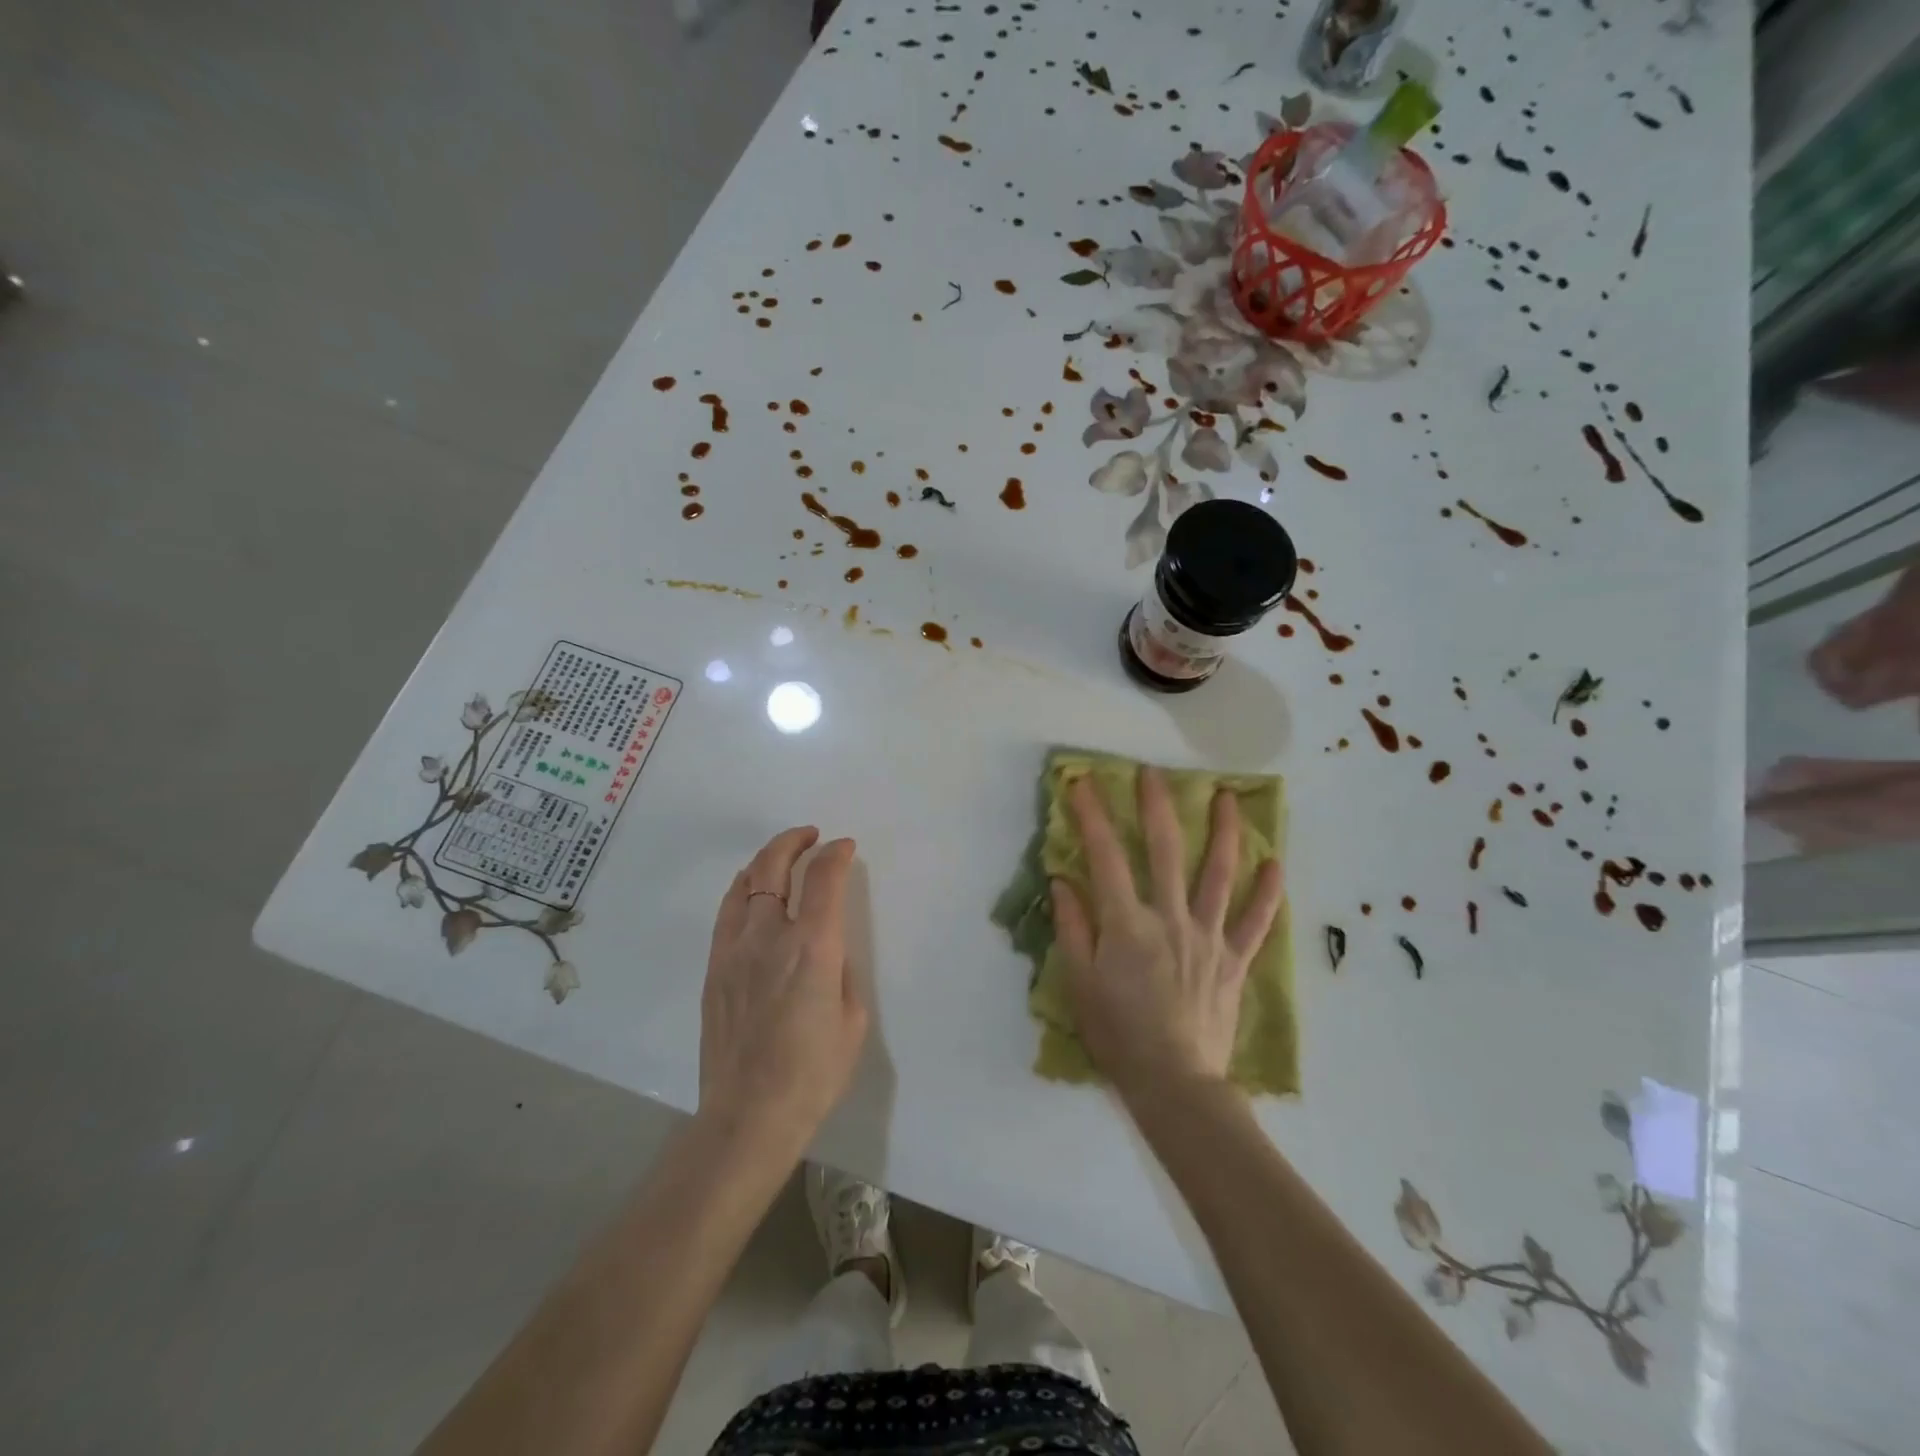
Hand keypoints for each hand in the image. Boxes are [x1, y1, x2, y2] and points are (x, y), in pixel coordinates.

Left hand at [698, 827, 866, 1152]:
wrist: (749, 1114)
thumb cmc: (813, 1073)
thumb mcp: (852, 1019)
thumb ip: (841, 970)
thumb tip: (827, 947)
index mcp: (813, 948)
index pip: (824, 878)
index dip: (836, 854)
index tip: (845, 847)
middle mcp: (770, 936)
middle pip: (775, 866)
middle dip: (795, 841)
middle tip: (811, 837)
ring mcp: (734, 949)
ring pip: (745, 883)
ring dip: (767, 860)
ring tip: (782, 857)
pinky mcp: (714, 967)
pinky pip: (727, 912)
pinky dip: (743, 889)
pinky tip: (752, 891)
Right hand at [1050, 768, 1283, 1098]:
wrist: (1174, 1083)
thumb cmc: (1118, 1033)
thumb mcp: (1079, 982)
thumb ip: (1072, 927)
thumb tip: (1064, 879)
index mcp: (1127, 924)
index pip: (1105, 857)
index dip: (1092, 816)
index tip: (1082, 782)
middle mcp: (1171, 918)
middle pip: (1164, 851)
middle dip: (1157, 806)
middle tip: (1154, 773)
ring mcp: (1208, 937)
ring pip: (1219, 874)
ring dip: (1224, 832)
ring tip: (1229, 798)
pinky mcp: (1234, 960)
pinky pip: (1255, 922)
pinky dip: (1268, 893)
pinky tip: (1277, 865)